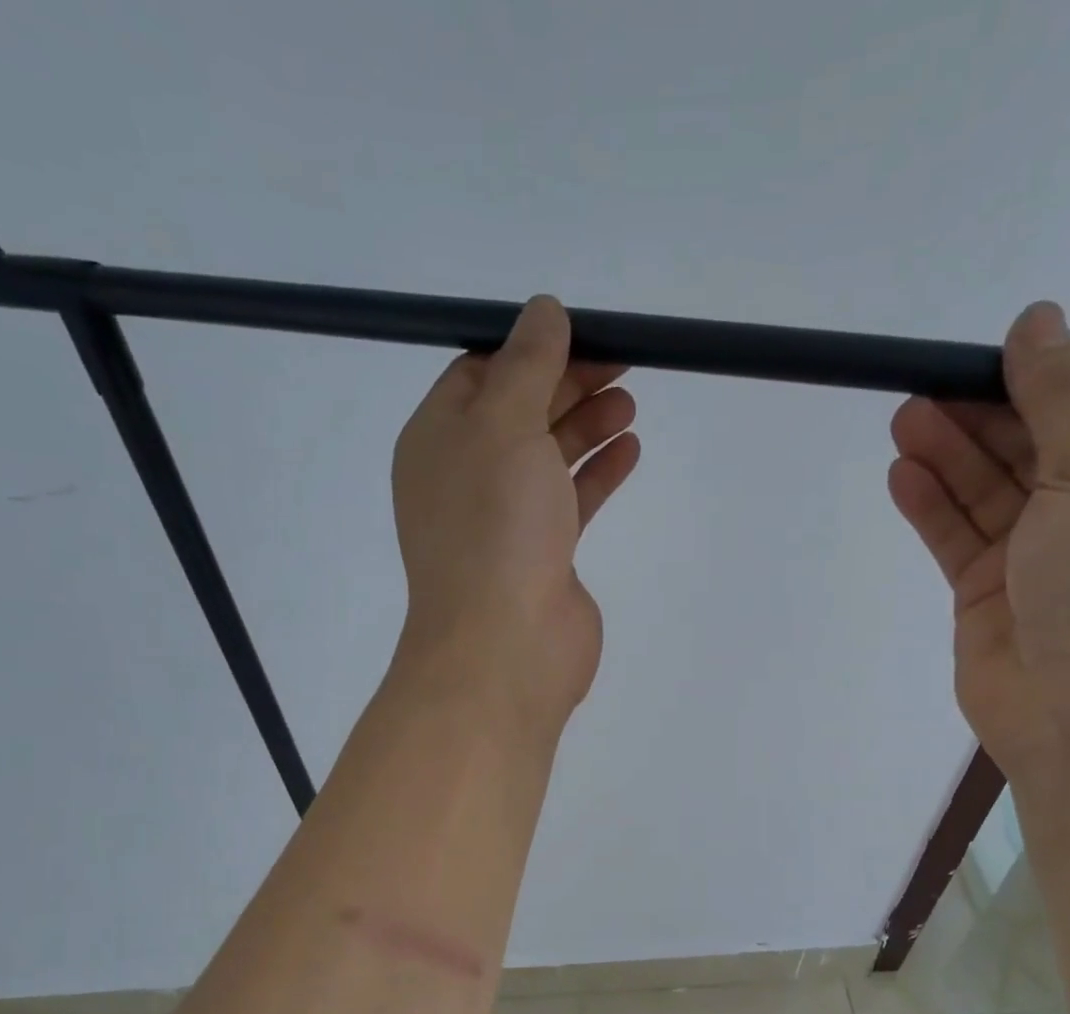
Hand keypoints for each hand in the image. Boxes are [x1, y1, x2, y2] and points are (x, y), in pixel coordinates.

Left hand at [391, 297, 639, 725]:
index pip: (479, 375)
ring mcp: (505, 521)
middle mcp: (466, 477)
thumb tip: (544, 311)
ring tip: (631, 402)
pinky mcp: (542, 556)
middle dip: (568, 383)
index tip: (581, 331)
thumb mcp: (504, 425)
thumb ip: (527, 365)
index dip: (528, 348)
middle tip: (623, 361)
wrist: (505, 646)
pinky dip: (597, 473)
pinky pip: (570, 500)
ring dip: (587, 425)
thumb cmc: (494, 527)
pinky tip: (630, 449)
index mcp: (438, 440)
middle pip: (520, 413)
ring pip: (547, 457)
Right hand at [888, 302, 1069, 786]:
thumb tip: (1037, 320)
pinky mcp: (988, 597)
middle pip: (1027, 449)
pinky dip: (932, 508)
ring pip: (985, 494)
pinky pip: (957, 539)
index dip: (1034, 382)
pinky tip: (903, 476)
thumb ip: (1060, 398)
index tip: (979, 359)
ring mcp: (1037, 559)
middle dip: (977, 418)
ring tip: (903, 420)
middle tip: (922, 389)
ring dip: (947, 457)